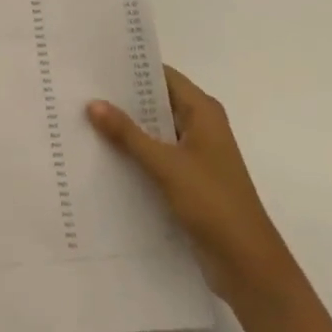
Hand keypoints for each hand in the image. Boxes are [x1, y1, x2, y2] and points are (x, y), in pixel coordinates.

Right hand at [88, 66, 295, 300]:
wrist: (249, 268)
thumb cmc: (213, 204)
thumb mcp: (166, 165)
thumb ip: (128, 134)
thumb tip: (93, 103)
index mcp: (203, 111)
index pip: (161, 75)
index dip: (130, 68)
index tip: (94, 63)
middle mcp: (201, 126)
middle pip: (156, 101)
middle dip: (122, 99)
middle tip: (81, 89)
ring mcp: (196, 154)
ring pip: (154, 130)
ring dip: (127, 128)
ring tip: (84, 117)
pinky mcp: (189, 180)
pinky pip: (156, 155)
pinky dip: (135, 153)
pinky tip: (104, 154)